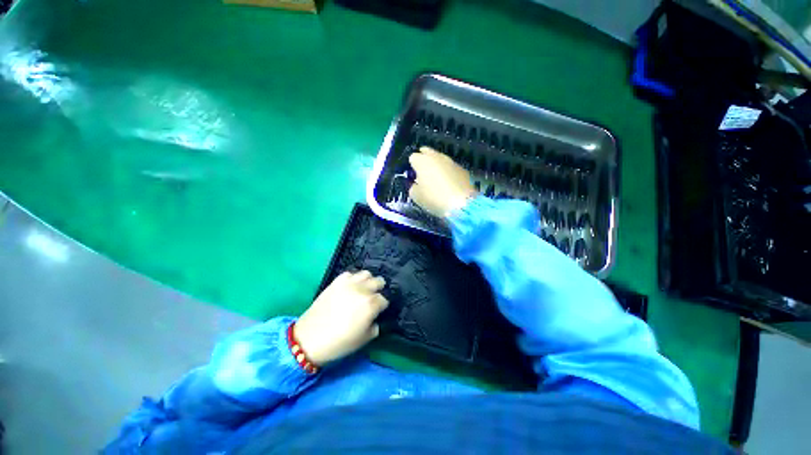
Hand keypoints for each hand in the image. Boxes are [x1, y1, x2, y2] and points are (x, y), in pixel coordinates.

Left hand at [294, 270, 388, 365]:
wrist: (309, 339)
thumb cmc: (339, 342)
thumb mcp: (364, 339)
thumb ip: (375, 325)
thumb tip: (375, 317)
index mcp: (371, 304)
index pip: (384, 299)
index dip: (382, 306)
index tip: (378, 311)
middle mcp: (363, 289)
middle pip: (379, 281)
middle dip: (379, 290)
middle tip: (372, 299)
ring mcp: (349, 283)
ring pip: (366, 274)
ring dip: (368, 281)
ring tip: (363, 290)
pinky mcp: (336, 281)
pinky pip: (350, 274)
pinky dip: (353, 279)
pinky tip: (350, 287)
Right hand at [409, 146, 476, 217]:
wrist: (462, 204)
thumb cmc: (434, 199)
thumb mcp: (416, 197)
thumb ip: (413, 187)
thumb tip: (416, 185)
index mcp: (422, 161)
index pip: (413, 157)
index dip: (412, 167)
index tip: (413, 176)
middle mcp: (436, 157)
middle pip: (427, 152)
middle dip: (423, 160)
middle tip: (423, 173)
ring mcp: (451, 161)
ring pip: (440, 158)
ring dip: (436, 165)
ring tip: (436, 180)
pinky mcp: (462, 168)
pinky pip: (450, 167)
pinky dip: (448, 172)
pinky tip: (449, 185)